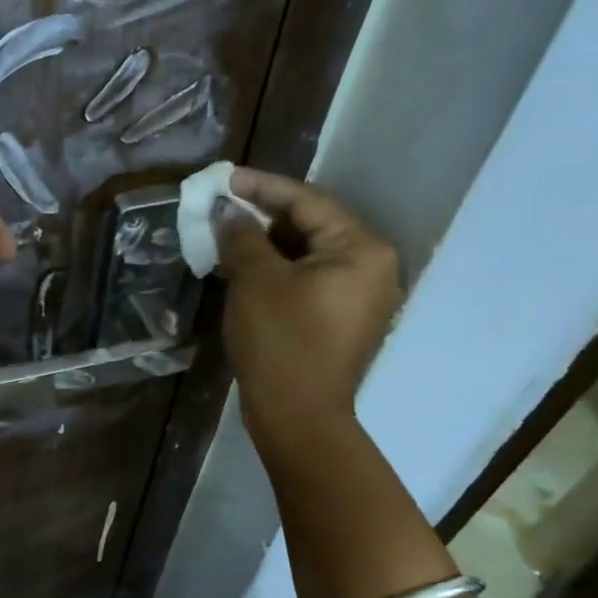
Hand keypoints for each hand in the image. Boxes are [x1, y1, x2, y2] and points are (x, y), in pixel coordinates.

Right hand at [215, 168, 401, 466]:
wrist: (298, 418)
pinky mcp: (345, 322)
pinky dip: (279, 272)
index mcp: (362, 250)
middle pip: (313, 226)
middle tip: (223, 211)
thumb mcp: (255, 280)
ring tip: (228, 239)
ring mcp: (362, 298)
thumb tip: (226, 211)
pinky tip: (246, 272)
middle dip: (264, 218)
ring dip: (268, 246)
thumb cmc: (280, 342)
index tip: (226, 180)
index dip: (263, 187)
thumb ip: (241, 236)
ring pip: (309, 255)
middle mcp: (373, 268)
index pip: (308, 202)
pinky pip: (311, 281)